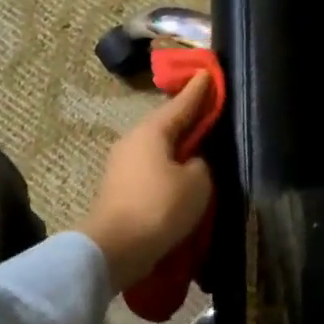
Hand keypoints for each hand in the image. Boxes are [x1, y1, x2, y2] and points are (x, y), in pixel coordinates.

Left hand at [79, 73, 216, 291]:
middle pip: (167, 124)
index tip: (208, 73)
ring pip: (158, 148)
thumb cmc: (159, 208)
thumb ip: (201, 164)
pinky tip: (181, 175)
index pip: (181, 104)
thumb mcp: (197, 184)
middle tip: (209, 109)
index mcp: (152, 131)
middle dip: (187, 118)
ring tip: (200, 146)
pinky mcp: (120, 189)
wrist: (114, 249)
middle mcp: (133, 141)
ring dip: (178, 147)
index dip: (198, 91)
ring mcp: (122, 165)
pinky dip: (168, 168)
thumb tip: (193, 162)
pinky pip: (152, 169)